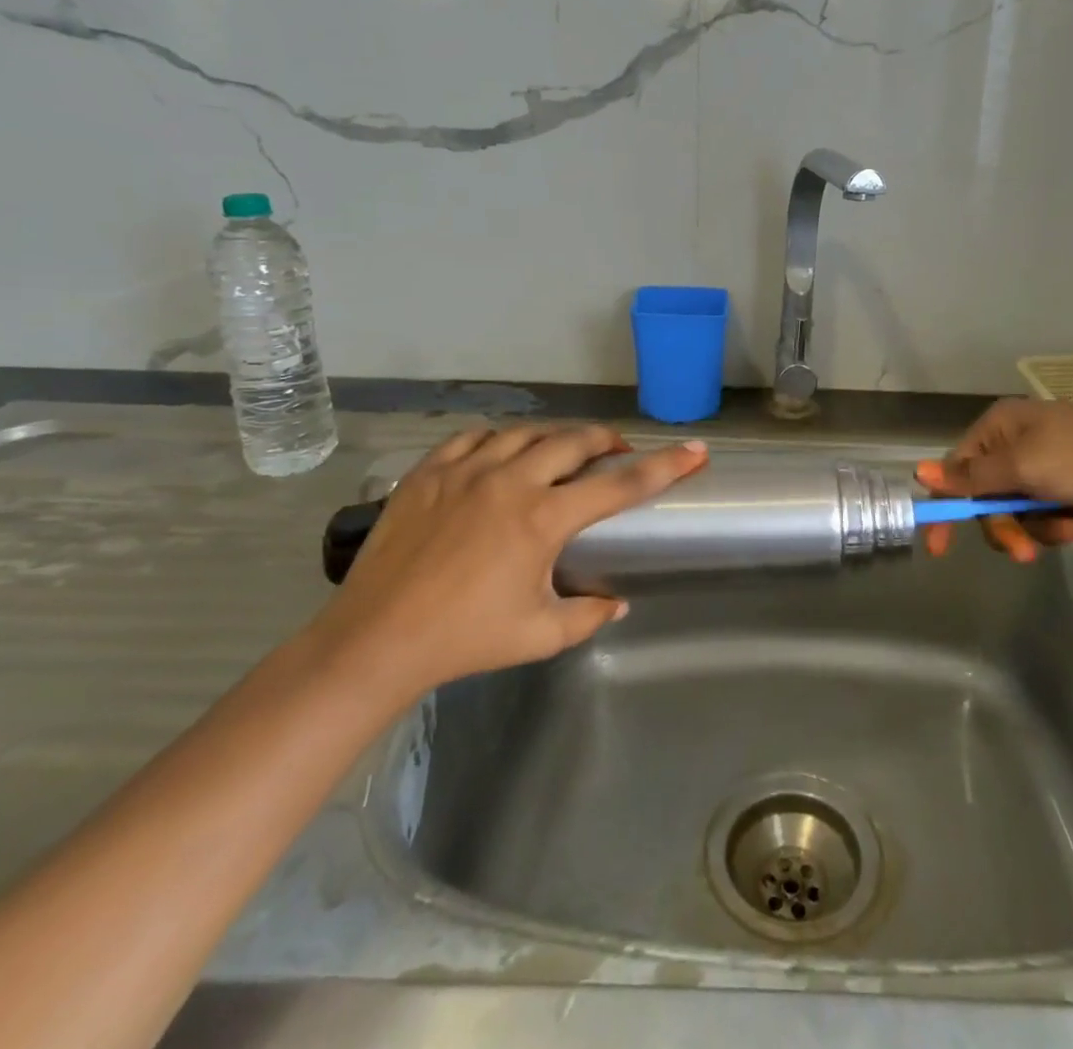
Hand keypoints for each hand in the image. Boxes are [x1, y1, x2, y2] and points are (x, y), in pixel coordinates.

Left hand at [304, 424, 707, 703]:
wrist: (376, 640)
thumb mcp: (538, 635)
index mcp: (543, 519)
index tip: (695, 450)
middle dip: (605, 440)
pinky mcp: (429, 472)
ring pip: (525, 431)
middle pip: (574, 440)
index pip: (620, 484)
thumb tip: (618, 602)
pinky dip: (498, 439)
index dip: (664, 466)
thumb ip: (587, 615)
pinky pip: (474, 437)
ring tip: (561, 452)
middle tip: (616, 451)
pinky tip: (500, 454)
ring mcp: (466, 470)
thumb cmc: (464, 640)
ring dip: (554, 437)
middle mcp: (511, 481)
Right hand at [916, 400, 1072, 561]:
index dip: (947, 508)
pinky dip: (1065, 520)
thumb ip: (970, 477)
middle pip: (990, 496)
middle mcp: (1018, 438)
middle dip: (1008, 526)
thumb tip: (918, 471)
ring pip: (1023, 509)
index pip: (956, 470)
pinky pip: (1052, 509)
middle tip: (1025, 553)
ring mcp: (1049, 458)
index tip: (940, 549)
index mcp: (999, 427)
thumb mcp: (1021, 468)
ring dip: (1042, 526)